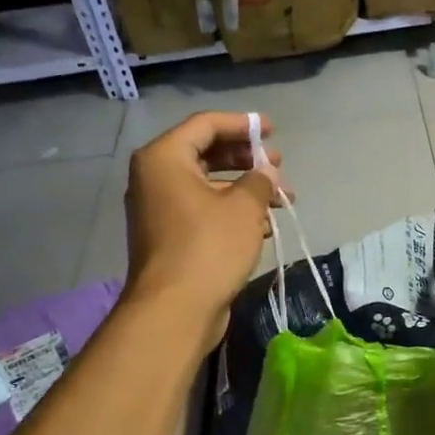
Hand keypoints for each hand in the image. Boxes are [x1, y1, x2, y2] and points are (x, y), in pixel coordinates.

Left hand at [124, 112, 279, 343]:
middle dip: (246, 159)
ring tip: (280, 198)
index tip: (272, 130)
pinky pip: (202, 211)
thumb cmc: (209, 247)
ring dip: (244, 188)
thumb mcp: (244, 207)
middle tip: (278, 166)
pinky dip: (231, 212)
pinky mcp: (169, 237)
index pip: (205, 125)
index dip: (242, 124)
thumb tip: (267, 172)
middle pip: (205, 153)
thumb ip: (260, 180)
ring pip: (207, 186)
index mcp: (164, 158)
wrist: (175, 310)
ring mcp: (159, 210)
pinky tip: (263, 225)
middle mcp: (154, 178)